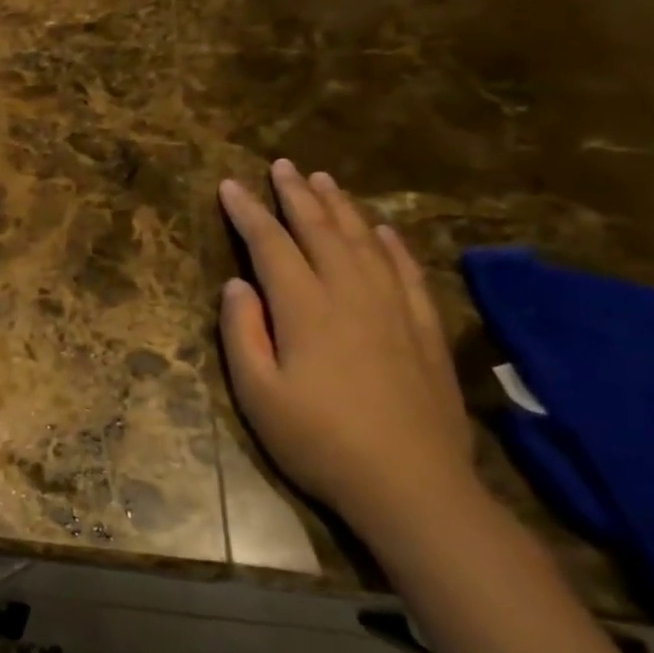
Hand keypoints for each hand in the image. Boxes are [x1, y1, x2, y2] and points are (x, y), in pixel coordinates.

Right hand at [218, 160, 475, 539]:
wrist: (412, 486)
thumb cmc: (319, 441)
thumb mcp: (257, 394)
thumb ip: (241, 333)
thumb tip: (237, 285)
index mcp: (304, 308)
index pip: (270, 245)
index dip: (248, 212)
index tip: (230, 185)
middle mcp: (350, 295)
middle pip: (320, 231)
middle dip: (296, 195)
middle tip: (282, 165)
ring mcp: (393, 310)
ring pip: (365, 242)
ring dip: (342, 207)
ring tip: (324, 180)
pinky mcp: (423, 330)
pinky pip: (407, 272)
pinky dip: (393, 244)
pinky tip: (383, 228)